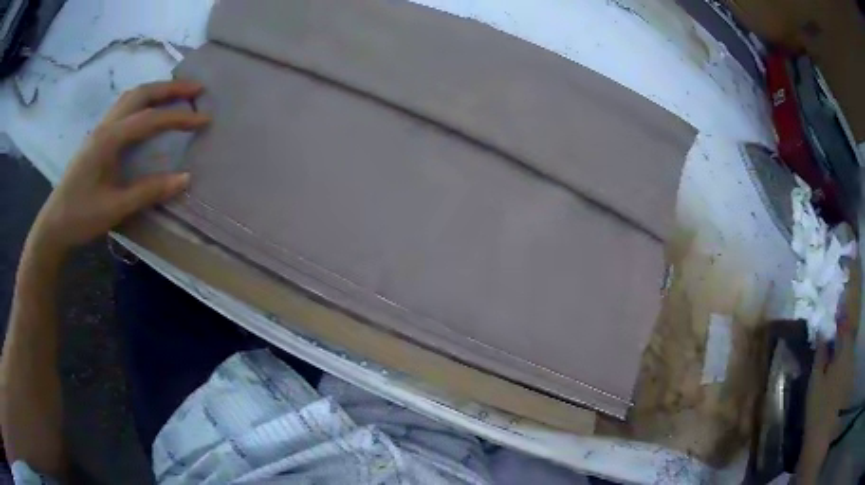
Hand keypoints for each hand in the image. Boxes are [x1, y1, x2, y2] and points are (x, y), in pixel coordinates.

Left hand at [29, 80, 209, 254]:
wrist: (54, 224)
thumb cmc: (81, 216)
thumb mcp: (115, 208)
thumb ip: (149, 191)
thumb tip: (185, 178)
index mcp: (110, 139)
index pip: (150, 119)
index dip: (179, 117)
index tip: (205, 119)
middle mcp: (106, 125)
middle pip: (142, 93)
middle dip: (171, 88)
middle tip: (197, 89)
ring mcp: (100, 129)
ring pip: (131, 96)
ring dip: (156, 90)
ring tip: (176, 94)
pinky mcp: (97, 137)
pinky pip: (123, 107)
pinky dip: (142, 100)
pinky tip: (148, 110)